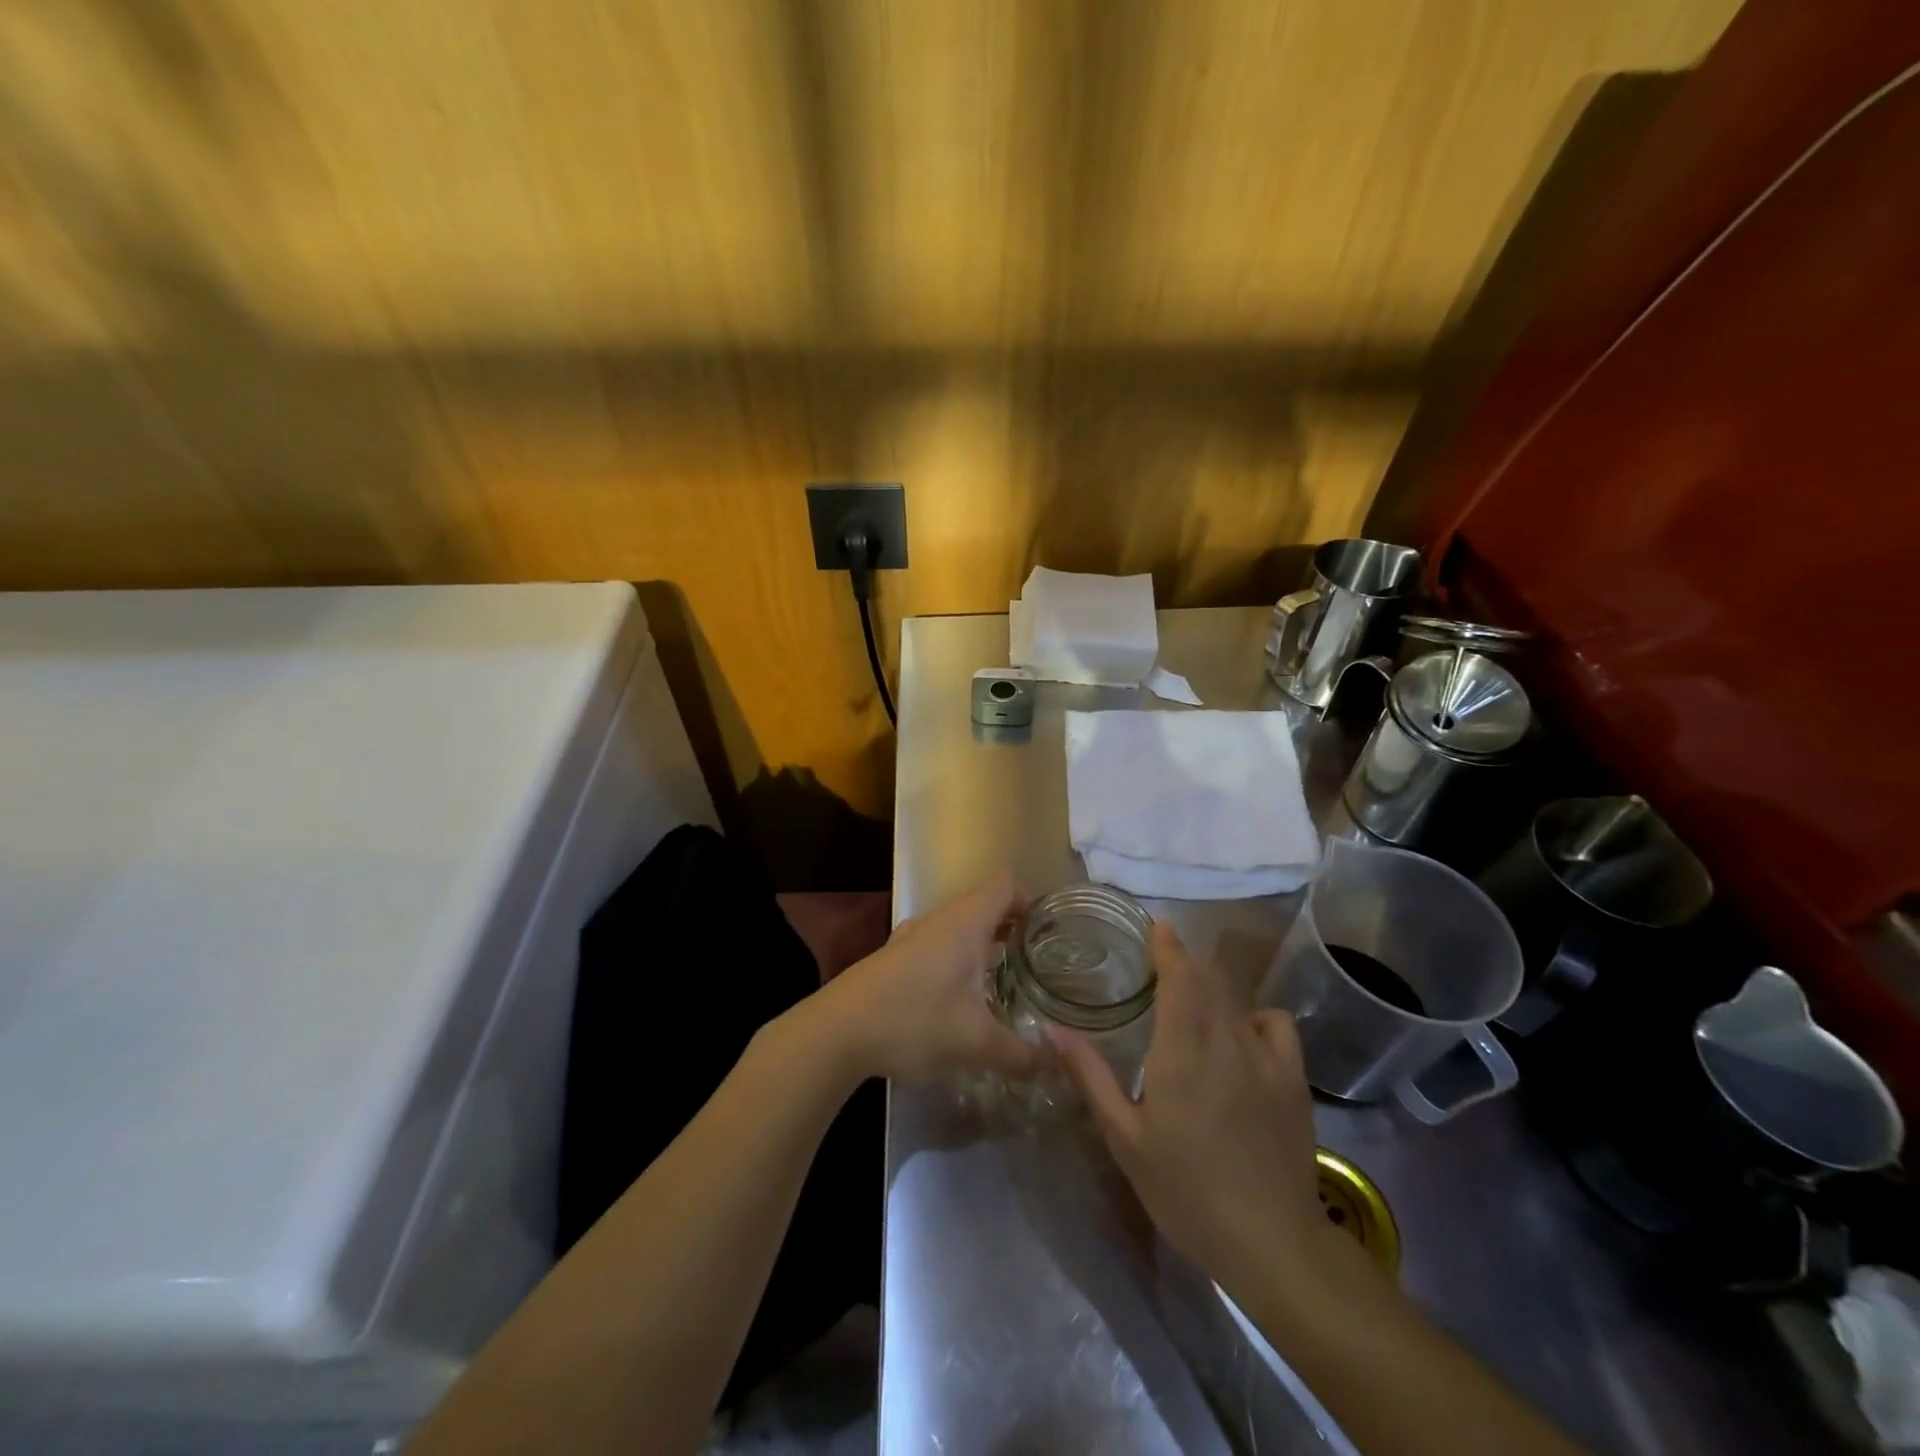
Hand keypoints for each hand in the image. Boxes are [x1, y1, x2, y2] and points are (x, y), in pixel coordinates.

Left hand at [814, 872, 1049, 1084]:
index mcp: (965, 922)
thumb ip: (1019, 1054)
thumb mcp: (974, 1042)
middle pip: (985, 905)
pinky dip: (957, 960)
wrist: (836, 1031)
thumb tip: (1056, 1064)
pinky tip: (959, 1000)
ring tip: (1004, 982)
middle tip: (1036, 962)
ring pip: (959, 928)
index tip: (1049, 934)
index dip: (1032, 901)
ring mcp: (912, 937)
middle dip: (1013, 929)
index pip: (1006, 885)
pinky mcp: (894, 958)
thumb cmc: (913, 1020)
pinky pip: (938, 946)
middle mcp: (939, 919)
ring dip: (983, 946)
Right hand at [1052, 923, 1327, 1290]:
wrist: (1271, 1242)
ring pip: (1237, 999)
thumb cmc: (1186, 1190)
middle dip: (1185, 965)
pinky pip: (1275, 1024)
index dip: (1168, 947)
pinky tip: (1242, 1036)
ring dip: (1213, 989)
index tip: (1157, 927)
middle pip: (1208, 980)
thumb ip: (1090, 1076)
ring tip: (1195, 1003)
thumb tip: (1051, 1029)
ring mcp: (1265, 1057)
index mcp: (1181, 1050)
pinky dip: (1255, 1016)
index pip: (1179, 977)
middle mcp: (1225, 1040)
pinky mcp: (1294, 1078)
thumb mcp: (1125, 1138)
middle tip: (1162, 967)